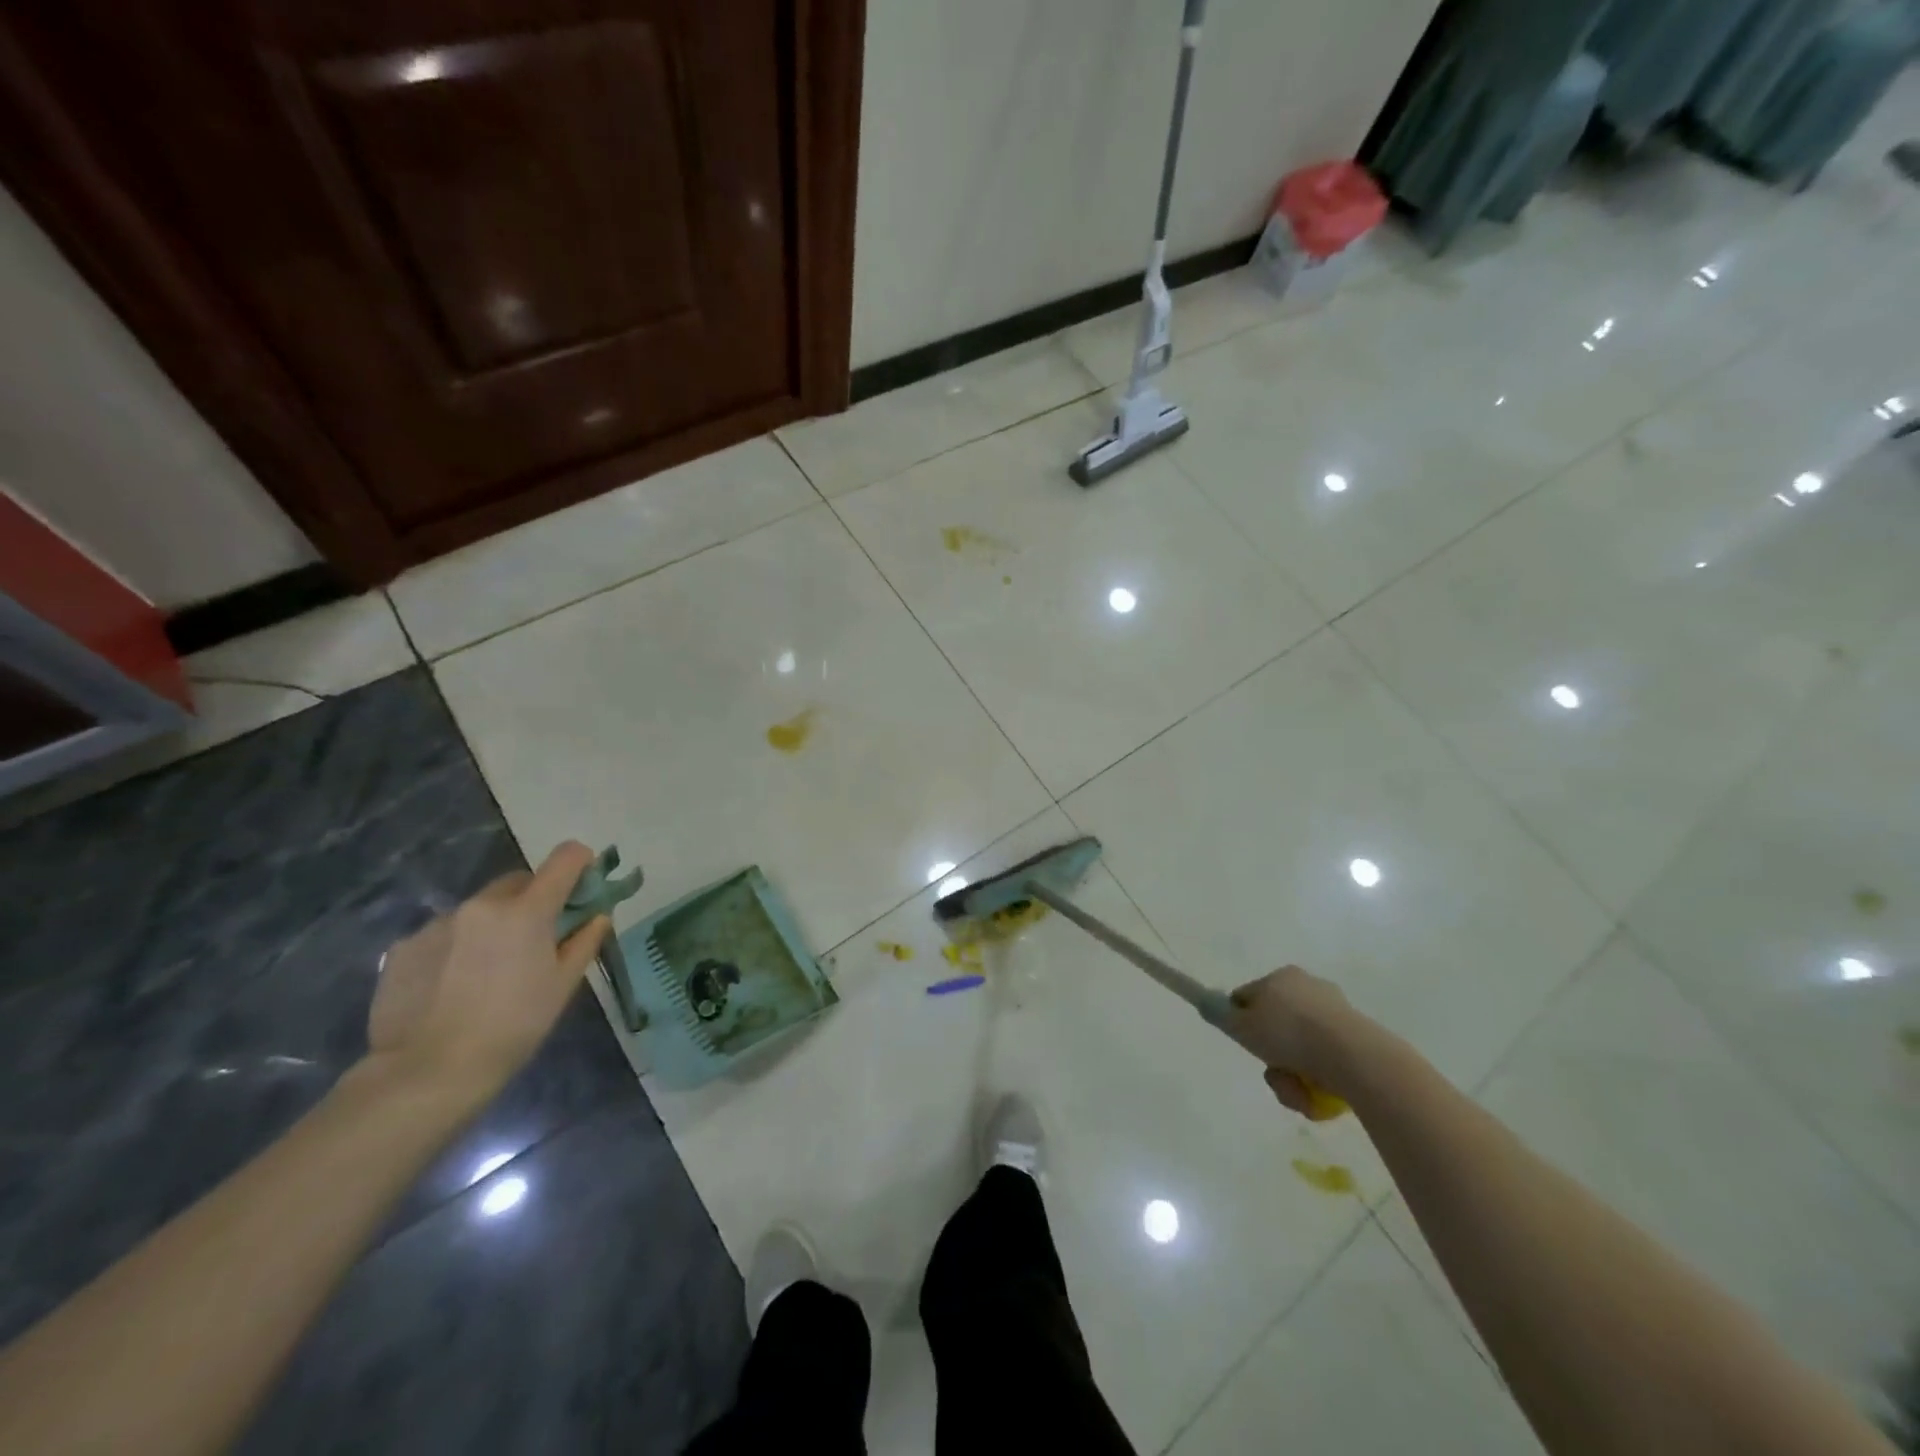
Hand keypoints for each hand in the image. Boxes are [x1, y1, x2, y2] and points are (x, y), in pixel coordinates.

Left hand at [368, 842, 609, 1099]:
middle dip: (534, 899)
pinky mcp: (404, 946)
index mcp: (526, 910)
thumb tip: (597, 916)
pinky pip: (444, 933)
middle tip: (536, 940)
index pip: (565, 858)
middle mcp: (481, 904)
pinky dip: (458, 946)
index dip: (581, 864)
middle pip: (519, 881)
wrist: (425, 1073)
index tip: (584, 888)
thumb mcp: (562, 986)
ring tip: (488, 971)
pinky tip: (452, 985)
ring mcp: (438, 923)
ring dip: (493, 924)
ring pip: (479, 909)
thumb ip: (584, 942)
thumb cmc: (512, 1027)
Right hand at [1225, 965, 1365, 1119]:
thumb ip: (1221, 1015)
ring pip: (1300, 1050)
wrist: (1353, 1057)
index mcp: (1282, 977)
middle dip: (1272, 1057)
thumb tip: (1206, 1004)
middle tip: (1274, 1074)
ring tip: (1297, 1092)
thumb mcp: (1242, 1026)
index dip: (1241, 1023)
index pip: (1249, 997)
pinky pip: (1325, 1063)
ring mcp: (1336, 1015)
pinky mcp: (1358, 1041)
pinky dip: (1317, 1081)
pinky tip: (1317, 1095)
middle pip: (1276, 1028)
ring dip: (1292, 1076)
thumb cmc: (1290, 1034)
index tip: (1246, 1045)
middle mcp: (1309, 988)